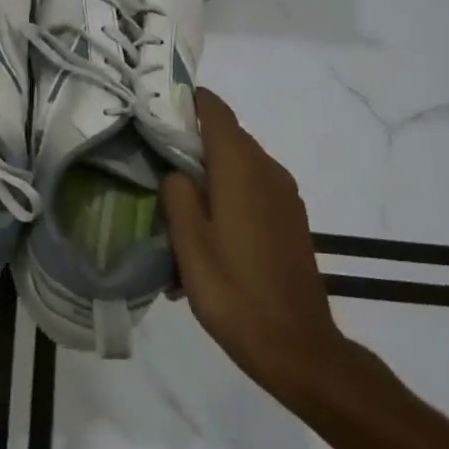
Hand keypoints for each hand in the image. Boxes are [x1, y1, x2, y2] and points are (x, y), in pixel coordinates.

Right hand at [161, 90, 360, 403]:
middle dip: (191, 142)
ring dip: (208, 175)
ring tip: (175, 206)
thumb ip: (177, 194)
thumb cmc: (233, 291)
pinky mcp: (291, 221)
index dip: (188, 101)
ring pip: (239, 167)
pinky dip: (227, 198)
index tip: (156, 104)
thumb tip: (176, 172)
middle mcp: (268, 172)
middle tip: (152, 157)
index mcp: (241, 168)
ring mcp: (285, 197)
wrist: (297, 346)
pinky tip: (205, 235)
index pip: (216, 112)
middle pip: (226, 138)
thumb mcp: (189, 243)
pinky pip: (253, 192)